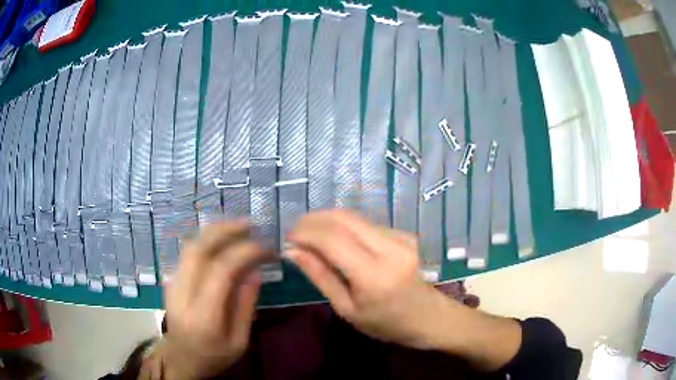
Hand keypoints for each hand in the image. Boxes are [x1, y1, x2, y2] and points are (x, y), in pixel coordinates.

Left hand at [157, 222, 267, 379]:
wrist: (180, 358)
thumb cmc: (214, 355)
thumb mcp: (239, 341)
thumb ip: (246, 306)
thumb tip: (255, 271)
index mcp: (204, 316)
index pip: (221, 271)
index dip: (244, 252)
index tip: (264, 247)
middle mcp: (183, 294)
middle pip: (199, 250)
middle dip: (225, 230)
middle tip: (249, 224)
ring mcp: (172, 284)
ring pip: (189, 246)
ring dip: (213, 231)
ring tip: (236, 226)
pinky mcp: (169, 280)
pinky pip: (187, 253)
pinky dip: (204, 240)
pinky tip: (219, 239)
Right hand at [285, 210, 448, 349]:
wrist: (427, 317)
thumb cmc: (385, 323)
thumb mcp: (346, 308)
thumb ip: (320, 276)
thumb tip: (292, 250)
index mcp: (375, 275)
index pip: (332, 239)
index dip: (305, 232)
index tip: (288, 238)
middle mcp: (390, 248)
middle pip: (343, 218)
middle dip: (313, 220)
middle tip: (295, 234)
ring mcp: (401, 237)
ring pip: (354, 217)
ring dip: (327, 222)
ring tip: (311, 237)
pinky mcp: (404, 233)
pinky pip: (366, 224)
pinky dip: (344, 227)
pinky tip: (337, 242)